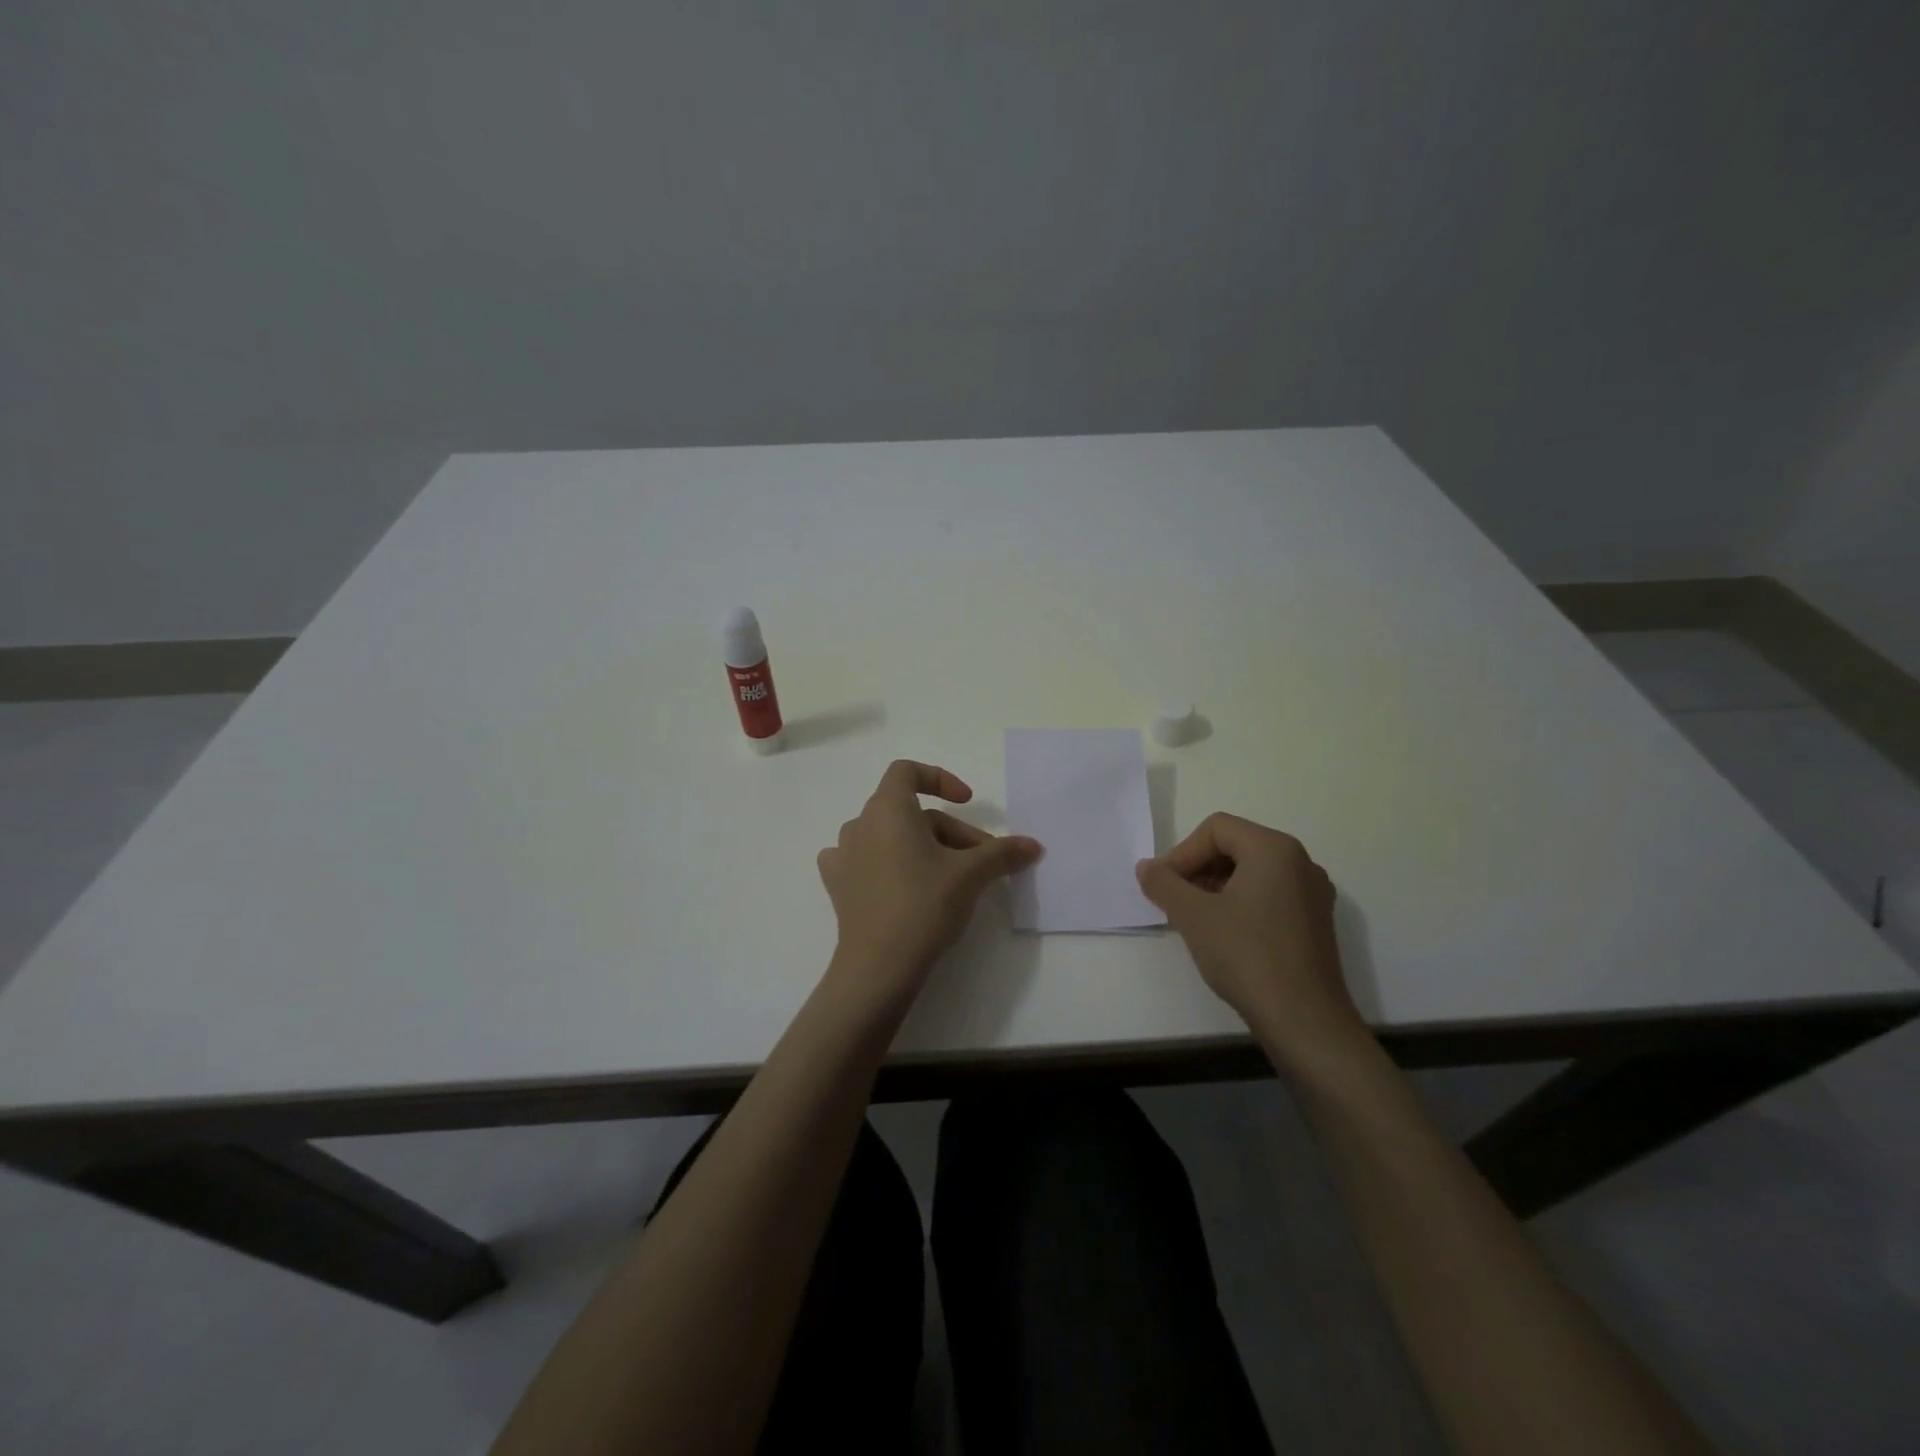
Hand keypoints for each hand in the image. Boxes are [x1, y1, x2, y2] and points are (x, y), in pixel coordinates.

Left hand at [817, 760, 1043, 1007]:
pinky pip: (864, 861)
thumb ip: (1003, 853)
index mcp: (887, 809)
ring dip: (922, 848)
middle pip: (911, 813)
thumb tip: (1034, 845)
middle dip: (951, 833)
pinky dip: (886, 864)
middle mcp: (860, 824)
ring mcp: (843, 855)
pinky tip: (901, 884)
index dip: (940, 779)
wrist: (879, 965)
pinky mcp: (838, 886)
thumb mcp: (971, 875)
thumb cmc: (924, 904)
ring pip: (890, 837)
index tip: (967, 802)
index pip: (907, 771)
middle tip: (981, 863)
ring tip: (948, 878)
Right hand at [1135, 813, 1364, 1063]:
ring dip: (1216, 886)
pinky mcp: (1315, 921)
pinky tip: (1225, 934)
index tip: (1164, 886)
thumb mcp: (1193, 916)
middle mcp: (1300, 862)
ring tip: (1195, 918)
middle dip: (1198, 868)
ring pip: (1252, 871)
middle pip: (1235, 845)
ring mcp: (1312, 893)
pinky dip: (1240, 902)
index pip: (1216, 829)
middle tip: (1175, 900)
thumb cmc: (1247, 956)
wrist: (1304, 1021)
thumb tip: (1146, 868)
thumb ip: (1163, 883)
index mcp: (1274, 849)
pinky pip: (1270, 894)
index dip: (1182, 853)